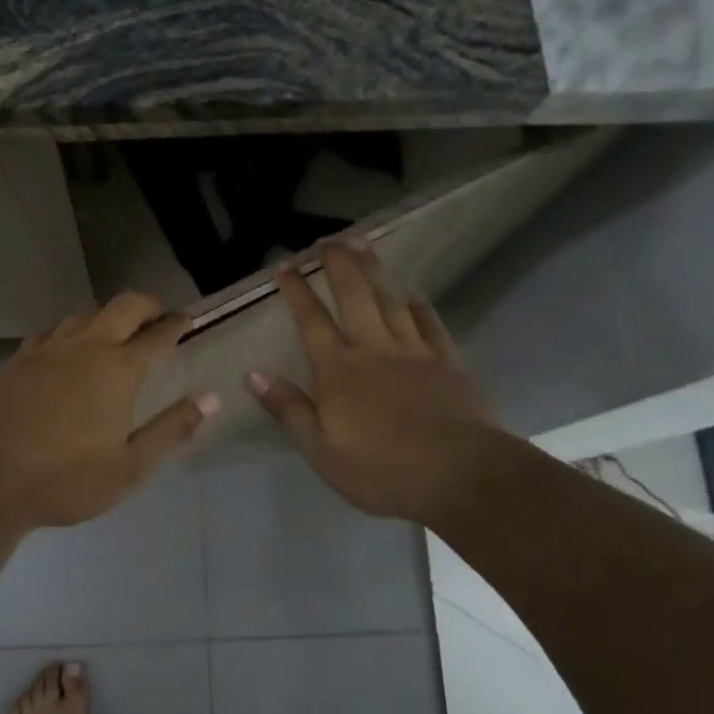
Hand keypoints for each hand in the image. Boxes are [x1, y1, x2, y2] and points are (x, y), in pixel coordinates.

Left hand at [0, 291, 218, 527]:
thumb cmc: (65, 478)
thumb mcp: (130, 466)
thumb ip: (172, 429)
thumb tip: (211, 398)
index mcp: (119, 368)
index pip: (157, 333)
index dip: (177, 323)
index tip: (188, 319)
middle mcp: (86, 346)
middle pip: (123, 306)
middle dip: (146, 305)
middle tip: (158, 317)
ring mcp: (47, 349)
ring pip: (84, 313)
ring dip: (106, 315)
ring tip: (114, 332)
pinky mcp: (17, 359)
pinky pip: (51, 330)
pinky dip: (70, 330)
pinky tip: (66, 348)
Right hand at [247, 242, 502, 523]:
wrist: (461, 475)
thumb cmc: (382, 470)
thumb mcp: (321, 450)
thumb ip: (288, 409)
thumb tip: (252, 374)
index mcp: (338, 370)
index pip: (311, 321)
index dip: (296, 291)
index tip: (285, 265)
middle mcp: (373, 349)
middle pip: (353, 296)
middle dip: (338, 264)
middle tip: (328, 239)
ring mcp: (413, 351)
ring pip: (389, 300)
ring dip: (374, 270)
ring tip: (363, 244)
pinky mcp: (447, 362)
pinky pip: (429, 324)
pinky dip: (419, 305)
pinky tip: (413, 293)